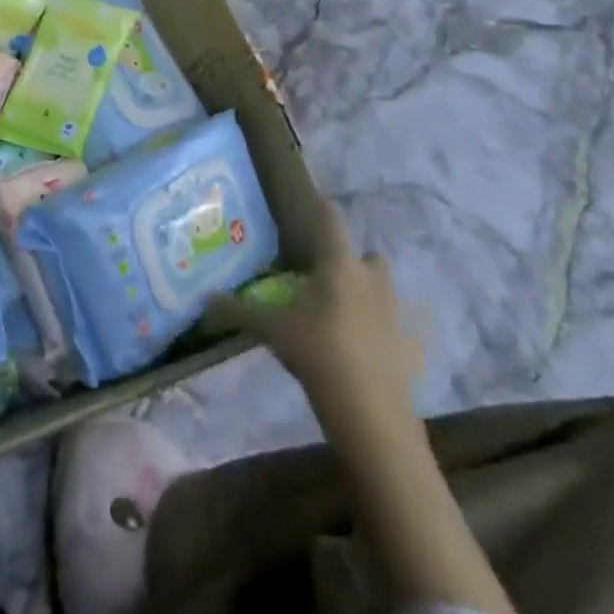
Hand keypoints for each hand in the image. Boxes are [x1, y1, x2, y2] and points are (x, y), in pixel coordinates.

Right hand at [207, 203, 423, 454]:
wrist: (370, 412)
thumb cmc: (318, 353)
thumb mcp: (271, 330)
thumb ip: (238, 311)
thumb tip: (204, 298)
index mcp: (339, 266)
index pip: (332, 222)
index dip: (322, 209)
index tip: (314, 201)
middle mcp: (372, 280)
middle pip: (367, 256)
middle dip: (351, 260)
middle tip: (325, 273)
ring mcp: (396, 314)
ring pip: (384, 289)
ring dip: (368, 291)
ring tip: (342, 309)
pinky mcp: (409, 346)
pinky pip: (396, 328)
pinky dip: (383, 332)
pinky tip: (364, 347)